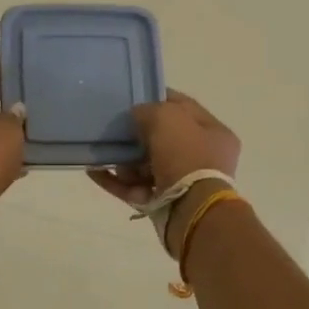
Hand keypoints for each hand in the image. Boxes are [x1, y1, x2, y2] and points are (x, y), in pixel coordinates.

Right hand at [87, 88, 240, 211]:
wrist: (190, 211)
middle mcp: (204, 158)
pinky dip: (116, 181)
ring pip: (147, 166)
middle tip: (116, 129)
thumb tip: (137, 116)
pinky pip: (135, 188)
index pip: (184, 107)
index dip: (158, 98)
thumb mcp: (166, 117)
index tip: (134, 97)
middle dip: (137, 135)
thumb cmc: (185, 156)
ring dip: (125, 160)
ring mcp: (185, 184)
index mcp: (215, 133)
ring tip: (106, 155)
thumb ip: (148, 110)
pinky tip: (94, 171)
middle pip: (164, 139)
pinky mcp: (165, 204)